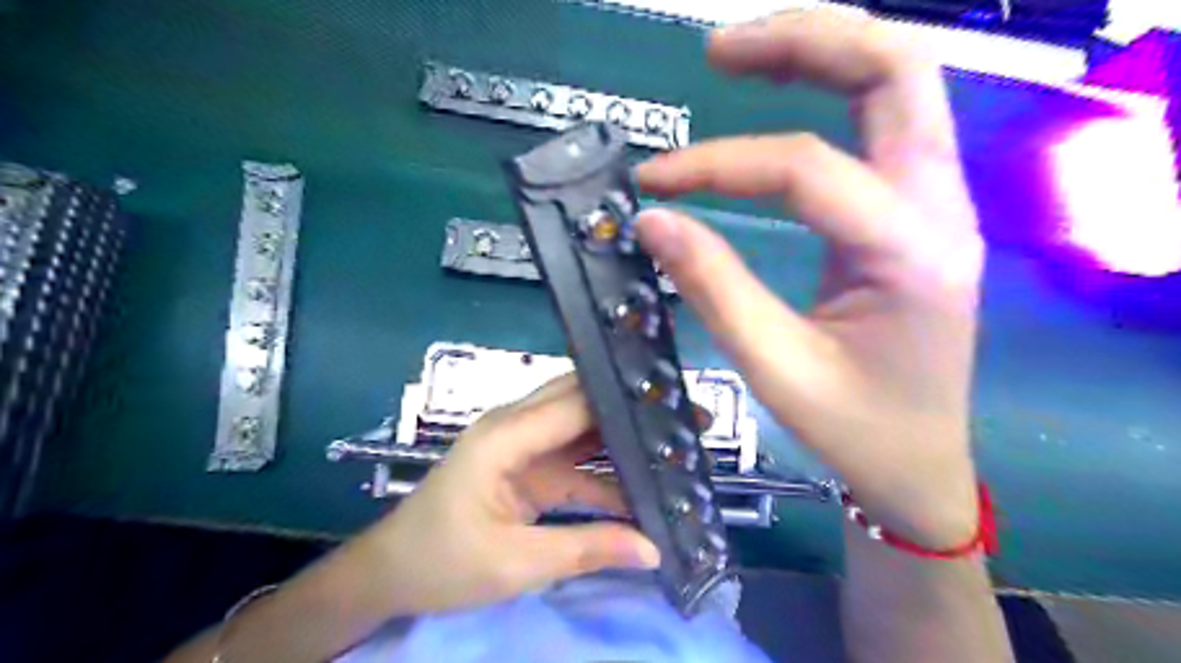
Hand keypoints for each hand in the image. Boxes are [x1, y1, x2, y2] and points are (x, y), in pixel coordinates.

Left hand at [369, 375, 659, 614]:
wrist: (392, 574)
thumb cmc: (441, 562)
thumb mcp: (515, 563)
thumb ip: (586, 549)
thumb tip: (653, 548)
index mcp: (506, 435)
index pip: (576, 403)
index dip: (625, 401)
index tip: (674, 406)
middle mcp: (516, 426)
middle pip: (582, 403)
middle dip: (632, 409)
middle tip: (685, 418)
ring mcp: (523, 445)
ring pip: (583, 429)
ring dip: (624, 438)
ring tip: (675, 446)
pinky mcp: (529, 466)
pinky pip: (576, 460)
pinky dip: (607, 471)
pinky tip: (641, 485)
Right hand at [637, 9, 988, 547]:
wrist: (920, 462)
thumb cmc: (856, 428)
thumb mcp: (775, 368)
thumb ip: (713, 287)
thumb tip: (651, 220)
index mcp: (911, 253)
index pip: (806, 168)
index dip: (718, 165)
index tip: (651, 183)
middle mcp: (940, 208)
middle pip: (895, 71)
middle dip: (804, 42)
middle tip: (718, 52)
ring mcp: (936, 204)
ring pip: (897, 82)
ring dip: (821, 51)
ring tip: (740, 55)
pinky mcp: (915, 212)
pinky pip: (882, 122)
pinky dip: (830, 89)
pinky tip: (783, 93)